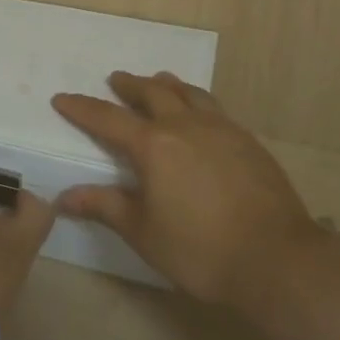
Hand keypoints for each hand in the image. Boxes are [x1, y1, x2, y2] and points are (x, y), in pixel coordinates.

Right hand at [51, 72, 314, 305]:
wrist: (278, 259)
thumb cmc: (200, 249)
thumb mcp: (143, 232)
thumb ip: (105, 206)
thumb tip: (64, 197)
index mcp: (153, 146)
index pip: (107, 119)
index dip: (82, 108)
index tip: (62, 98)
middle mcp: (185, 126)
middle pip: (153, 93)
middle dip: (130, 86)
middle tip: (116, 80)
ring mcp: (222, 130)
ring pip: (189, 93)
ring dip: (168, 85)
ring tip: (159, 81)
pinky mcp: (248, 142)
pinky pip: (215, 109)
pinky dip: (197, 101)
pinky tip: (201, 115)